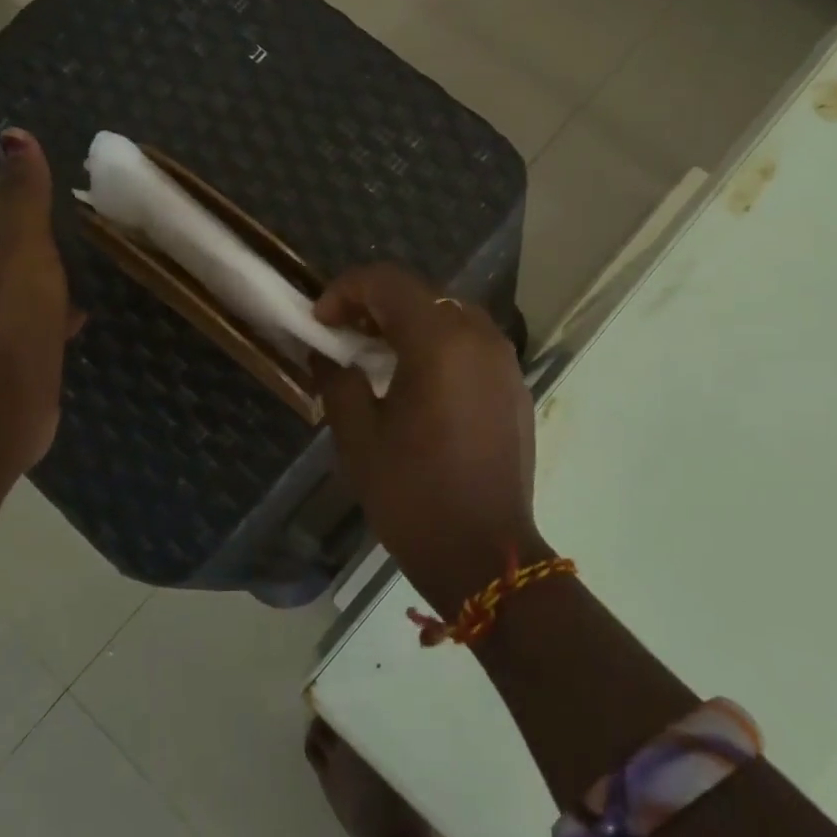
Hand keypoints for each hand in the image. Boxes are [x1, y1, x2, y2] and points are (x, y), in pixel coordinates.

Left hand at [0, 128, 81, 472]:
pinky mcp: (17, 347)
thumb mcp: (22, 243)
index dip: (22, 181)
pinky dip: (59, 303)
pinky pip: (40, 312)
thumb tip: (13, 135)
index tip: (65, 172)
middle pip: (8, 236)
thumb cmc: (12, 314)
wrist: (0, 403)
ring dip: (51, 262)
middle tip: (89, 210)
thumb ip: (23, 193)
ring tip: (94, 251)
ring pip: (25, 275)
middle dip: (42, 222)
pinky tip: (86, 307)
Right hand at [313, 264, 547, 617]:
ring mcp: (505, 362)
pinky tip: (418, 383)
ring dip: (409, 324)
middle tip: (343, 336)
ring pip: (450, 316)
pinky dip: (439, 346)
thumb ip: (338, 380)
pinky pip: (472, 345)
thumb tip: (328, 355)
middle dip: (375, 305)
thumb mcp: (358, 437)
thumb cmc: (413, 495)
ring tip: (378, 357)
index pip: (387, 282)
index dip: (345, 291)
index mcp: (440, 342)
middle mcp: (480, 338)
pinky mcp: (516, 388)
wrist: (485, 553)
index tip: (320, 322)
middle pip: (421, 295)